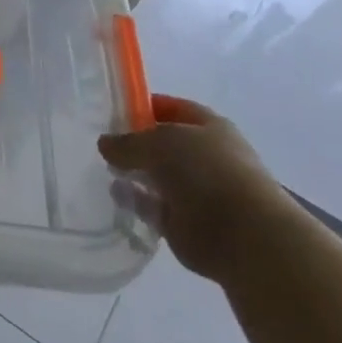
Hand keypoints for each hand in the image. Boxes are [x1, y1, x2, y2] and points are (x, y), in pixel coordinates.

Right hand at [98, 94, 297, 281]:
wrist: (243, 236)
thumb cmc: (206, 173)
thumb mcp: (158, 143)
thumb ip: (127, 141)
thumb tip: (105, 143)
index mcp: (208, 127)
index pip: (171, 108)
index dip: (143, 106)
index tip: (112, 110)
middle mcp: (204, 156)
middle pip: (162, 144)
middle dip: (133, 143)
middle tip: (98, 142)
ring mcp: (195, 191)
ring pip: (156, 176)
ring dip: (133, 173)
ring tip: (100, 168)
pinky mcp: (184, 222)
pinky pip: (152, 206)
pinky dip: (135, 202)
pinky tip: (114, 196)